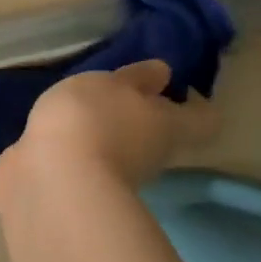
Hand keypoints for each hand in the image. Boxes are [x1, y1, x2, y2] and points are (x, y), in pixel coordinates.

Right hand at [0, 59, 217, 192]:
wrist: (54, 179)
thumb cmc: (92, 119)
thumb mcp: (114, 83)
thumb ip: (136, 77)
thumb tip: (164, 73)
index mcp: (171, 125)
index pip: (205, 118)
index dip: (195, 102)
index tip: (172, 86)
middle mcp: (156, 154)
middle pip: (163, 134)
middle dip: (143, 116)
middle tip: (117, 94)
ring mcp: (123, 176)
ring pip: (127, 149)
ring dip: (109, 133)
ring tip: (80, 112)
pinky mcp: (88, 188)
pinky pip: (93, 161)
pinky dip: (82, 148)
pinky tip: (59, 133)